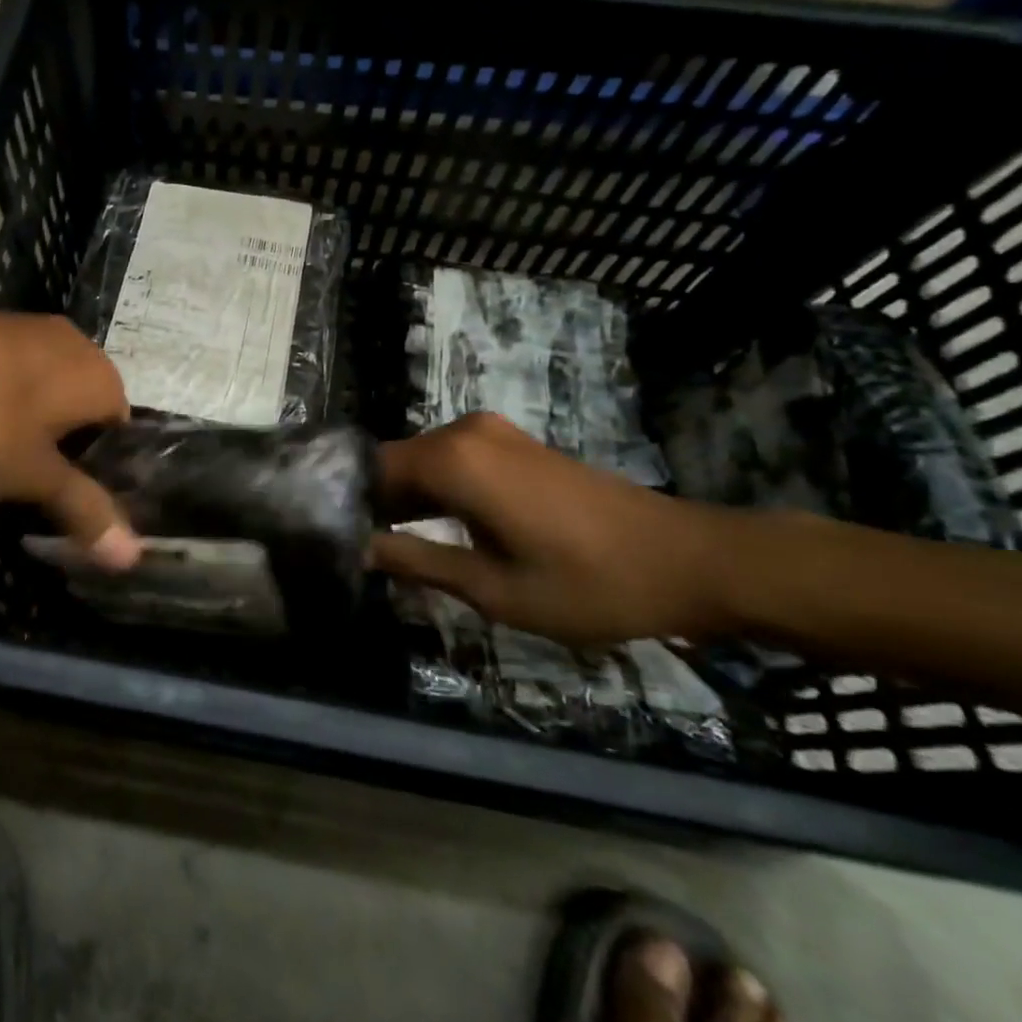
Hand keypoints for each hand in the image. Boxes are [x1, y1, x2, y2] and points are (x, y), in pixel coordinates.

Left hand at [0, 296, 141, 567]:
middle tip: (30, 489)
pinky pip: (18, 374)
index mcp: (102, 379)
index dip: (98, 477)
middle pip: (86, 414)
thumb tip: (133, 555)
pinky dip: (6, 401)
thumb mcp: (30, 475)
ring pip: (50, 393)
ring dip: (33, 427)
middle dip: (63, 452)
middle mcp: (80, 346)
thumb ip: (83, 509)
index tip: (66, 505)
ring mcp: (36, 330)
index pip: (121, 438)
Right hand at [372, 414, 730, 644]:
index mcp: (453, 460)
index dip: (348, 501)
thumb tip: (359, 548)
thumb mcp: (494, 589)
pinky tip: (436, 528)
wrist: (690, 560)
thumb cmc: (589, 583)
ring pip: (423, 462)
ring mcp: (492, 433)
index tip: (332, 537)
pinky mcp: (514, 444)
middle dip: (374, 502)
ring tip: (391, 545)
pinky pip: (454, 461)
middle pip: (395, 462)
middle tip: (359, 550)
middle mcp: (464, 432)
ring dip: (406, 499)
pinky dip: (437, 491)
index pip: (371, 468)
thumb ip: (418, 562)